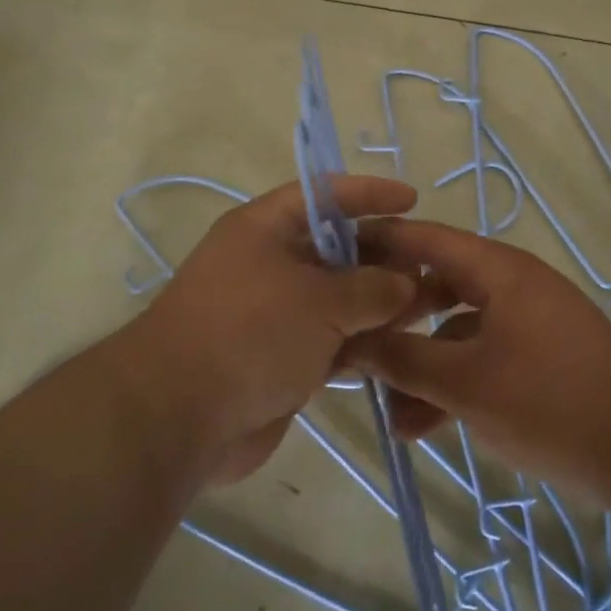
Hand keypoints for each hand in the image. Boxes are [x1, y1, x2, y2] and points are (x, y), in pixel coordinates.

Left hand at [127, 176, 419, 482]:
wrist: (178, 417)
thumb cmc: (250, 334)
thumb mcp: (320, 301)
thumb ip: (372, 288)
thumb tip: (406, 284)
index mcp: (265, 229)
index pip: (324, 196)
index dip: (368, 194)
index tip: (411, 199)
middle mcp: (268, 264)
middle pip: (336, 250)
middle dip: (384, 257)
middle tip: (433, 268)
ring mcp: (273, 314)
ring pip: (338, 299)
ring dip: (380, 304)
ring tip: (431, 309)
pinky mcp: (280, 358)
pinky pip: (330, 340)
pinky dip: (361, 343)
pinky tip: (400, 348)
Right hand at [349, 219, 610, 495]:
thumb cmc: (547, 401)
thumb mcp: (464, 381)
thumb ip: (402, 358)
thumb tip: (350, 342)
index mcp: (497, 271)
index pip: (424, 238)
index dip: (376, 243)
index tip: (330, 256)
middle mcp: (510, 286)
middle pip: (435, 284)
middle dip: (391, 315)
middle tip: (348, 336)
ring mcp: (525, 323)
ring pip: (455, 330)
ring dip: (418, 362)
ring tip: (382, 405)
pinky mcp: (535, 359)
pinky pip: (479, 359)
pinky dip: (450, 384)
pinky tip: (419, 426)